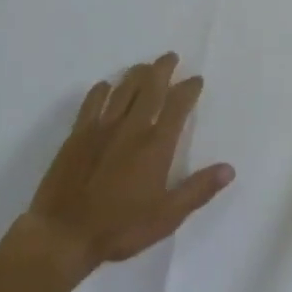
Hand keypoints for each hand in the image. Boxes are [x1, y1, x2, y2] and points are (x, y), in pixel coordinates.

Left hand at [15, 55, 233, 281]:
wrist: (62, 234)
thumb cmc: (119, 228)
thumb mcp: (167, 216)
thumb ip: (198, 190)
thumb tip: (229, 168)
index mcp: (156, 145)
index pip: (177, 106)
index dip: (188, 89)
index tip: (196, 79)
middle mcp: (131, 128)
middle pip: (150, 88)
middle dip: (162, 70)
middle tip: (170, 56)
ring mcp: (101, 129)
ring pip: (123, 91)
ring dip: (136, 74)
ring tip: (145, 66)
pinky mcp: (77, 136)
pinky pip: (91, 104)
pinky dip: (101, 91)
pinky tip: (105, 86)